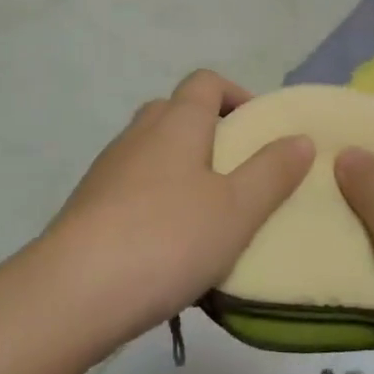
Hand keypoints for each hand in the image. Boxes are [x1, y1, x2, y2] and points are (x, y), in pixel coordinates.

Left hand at [37, 70, 314, 354]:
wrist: (73, 292)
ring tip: (210, 215)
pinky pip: (133, 187)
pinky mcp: (89, 205)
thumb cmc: (167, 239)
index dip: (236, 95)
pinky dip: (156, 200)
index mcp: (176, 122)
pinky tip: (170, 245)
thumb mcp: (236, 209)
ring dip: (182, 170)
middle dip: (210, 133)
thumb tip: (299, 137)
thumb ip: (272, 172)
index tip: (261, 130)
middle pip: (177, 112)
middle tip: (239, 174)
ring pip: (153, 151)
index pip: (206, 81)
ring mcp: (109, 169)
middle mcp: (139, 133)